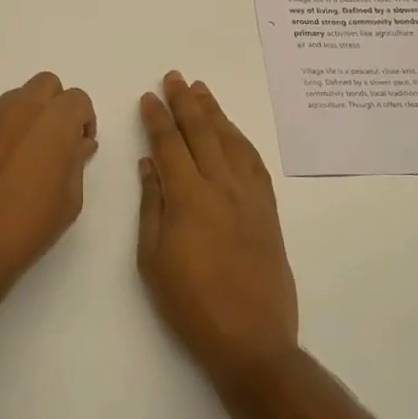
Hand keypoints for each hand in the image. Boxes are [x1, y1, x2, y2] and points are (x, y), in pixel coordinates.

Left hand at [0, 72, 97, 293]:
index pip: (77, 99)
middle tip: (56, 140)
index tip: (80, 144)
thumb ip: (77, 161)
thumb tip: (79, 143)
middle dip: (56, 105)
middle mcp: (22, 108)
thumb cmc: (28, 226)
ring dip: (29, 114)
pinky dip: (5, 128)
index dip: (83, 120)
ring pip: (18, 97)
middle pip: (47, 85)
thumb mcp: (70, 199)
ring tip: (26, 152)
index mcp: (54, 121)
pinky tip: (1, 162)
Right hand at [137, 72, 298, 389]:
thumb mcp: (152, 259)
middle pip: (202, 133)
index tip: (149, 97)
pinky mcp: (268, 211)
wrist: (251, 341)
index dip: (158, 118)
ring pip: (230, 141)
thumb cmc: (190, 304)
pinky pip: (254, 163)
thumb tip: (149, 164)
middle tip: (174, 77)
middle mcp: (221, 187)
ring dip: (215, 112)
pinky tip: (232, 131)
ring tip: (201, 90)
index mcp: (188, 198)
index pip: (170, 144)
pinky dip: (241, 140)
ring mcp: (249, 197)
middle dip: (186, 102)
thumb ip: (152, 205)